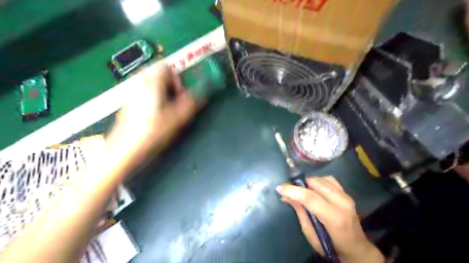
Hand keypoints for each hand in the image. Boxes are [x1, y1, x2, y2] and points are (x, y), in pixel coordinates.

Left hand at [107, 64, 198, 156]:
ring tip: (165, 107)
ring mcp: (131, 93)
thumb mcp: (178, 118)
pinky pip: (142, 91)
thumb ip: (191, 104)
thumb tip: (201, 95)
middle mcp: (139, 83)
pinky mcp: (127, 102)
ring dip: (160, 90)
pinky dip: (151, 96)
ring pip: (149, 82)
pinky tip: (154, 114)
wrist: (126, 148)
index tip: (180, 94)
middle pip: (156, 73)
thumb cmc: (153, 132)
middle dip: (169, 84)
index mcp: (152, 83)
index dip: (177, 79)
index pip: (166, 67)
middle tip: (174, 100)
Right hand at [276, 176, 382, 262]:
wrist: (356, 247)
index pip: (310, 197)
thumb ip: (300, 212)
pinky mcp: (346, 193)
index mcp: (334, 218)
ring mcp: (346, 196)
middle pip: (315, 184)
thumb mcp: (311, 234)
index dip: (292, 190)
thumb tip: (285, 196)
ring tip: (299, 189)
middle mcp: (342, 202)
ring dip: (307, 182)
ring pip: (321, 179)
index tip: (279, 188)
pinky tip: (313, 187)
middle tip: (288, 189)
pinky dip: (317, 180)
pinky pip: (328, 179)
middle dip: (298, 184)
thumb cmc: (331, 245)